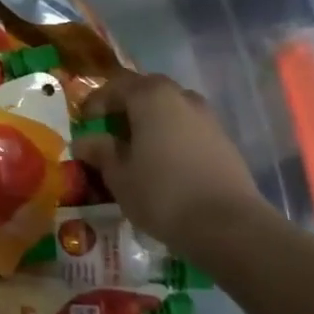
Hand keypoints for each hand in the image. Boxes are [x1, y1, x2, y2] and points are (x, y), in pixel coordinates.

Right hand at [73, 70, 264, 248]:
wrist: (228, 227)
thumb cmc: (161, 193)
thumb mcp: (118, 175)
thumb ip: (100, 151)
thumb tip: (85, 141)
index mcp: (150, 97)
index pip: (115, 86)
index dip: (95, 103)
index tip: (85, 124)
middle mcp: (181, 97)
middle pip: (146, 92)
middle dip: (125, 108)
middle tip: (110, 131)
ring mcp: (208, 119)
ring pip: (170, 110)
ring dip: (151, 122)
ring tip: (137, 149)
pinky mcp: (224, 142)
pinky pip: (188, 129)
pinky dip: (171, 138)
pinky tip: (164, 164)